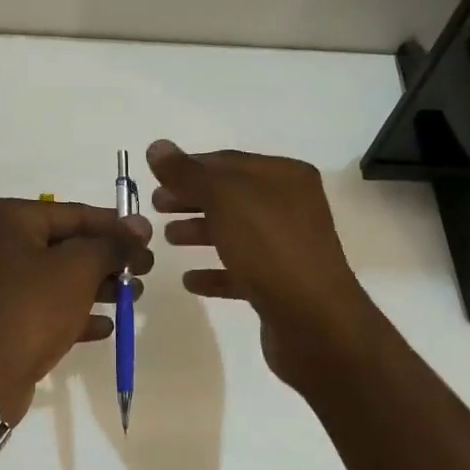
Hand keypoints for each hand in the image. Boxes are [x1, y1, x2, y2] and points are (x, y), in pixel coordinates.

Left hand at [0, 199, 153, 423]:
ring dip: (96, 287)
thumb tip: (139, 224)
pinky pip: (43, 307)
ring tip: (133, 298)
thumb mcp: (78, 270)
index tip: (148, 238)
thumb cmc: (29, 309)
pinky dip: (73, 313)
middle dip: (107, 260)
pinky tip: (104, 327)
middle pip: (65, 245)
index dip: (115, 226)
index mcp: (7, 219)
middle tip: (144, 271)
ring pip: (56, 278)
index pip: (73, 213)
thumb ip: (111, 245)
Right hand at [147, 140, 379, 389]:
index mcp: (285, 177)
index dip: (189, 167)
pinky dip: (214, 271)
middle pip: (230, 196)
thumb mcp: (224, 199)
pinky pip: (240, 270)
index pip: (228, 161)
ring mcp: (287, 247)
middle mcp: (290, 206)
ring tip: (167, 239)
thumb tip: (157, 147)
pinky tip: (189, 280)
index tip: (155, 179)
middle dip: (191, 198)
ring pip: (234, 231)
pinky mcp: (280, 284)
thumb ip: (188, 173)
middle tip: (155, 206)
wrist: (314, 322)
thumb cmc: (270, 248)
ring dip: (199, 232)